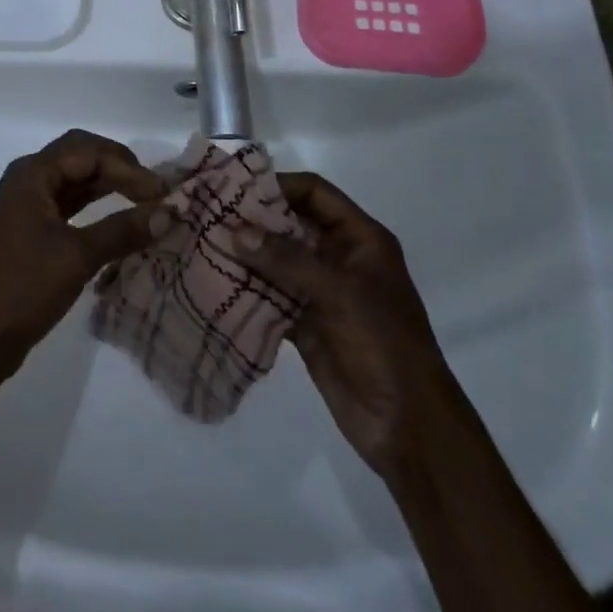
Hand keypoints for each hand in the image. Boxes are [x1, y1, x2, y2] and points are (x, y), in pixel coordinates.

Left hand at [0, 130, 167, 381]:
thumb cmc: (23, 288)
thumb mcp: (77, 257)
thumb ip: (123, 230)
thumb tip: (170, 213)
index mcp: (32, 174)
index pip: (88, 151)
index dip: (128, 167)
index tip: (161, 194)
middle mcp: (27, 179)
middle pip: (80, 156)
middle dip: (118, 166)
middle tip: (153, 189)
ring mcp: (26, 204)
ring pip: (74, 180)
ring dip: (108, 185)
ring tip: (145, 200)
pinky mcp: (29, 229)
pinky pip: (68, 203)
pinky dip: (94, 206)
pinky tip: (118, 217)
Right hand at [234, 172, 455, 470]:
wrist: (407, 426)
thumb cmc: (384, 342)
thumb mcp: (340, 292)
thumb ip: (287, 259)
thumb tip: (235, 231)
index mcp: (360, 239)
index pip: (315, 193)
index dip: (279, 185)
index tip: (237, 186)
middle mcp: (338, 257)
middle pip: (290, 223)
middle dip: (254, 219)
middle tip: (211, 213)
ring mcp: (320, 291)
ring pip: (277, 259)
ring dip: (246, 254)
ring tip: (205, 243)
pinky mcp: (304, 323)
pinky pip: (270, 294)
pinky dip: (247, 288)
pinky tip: (216, 282)